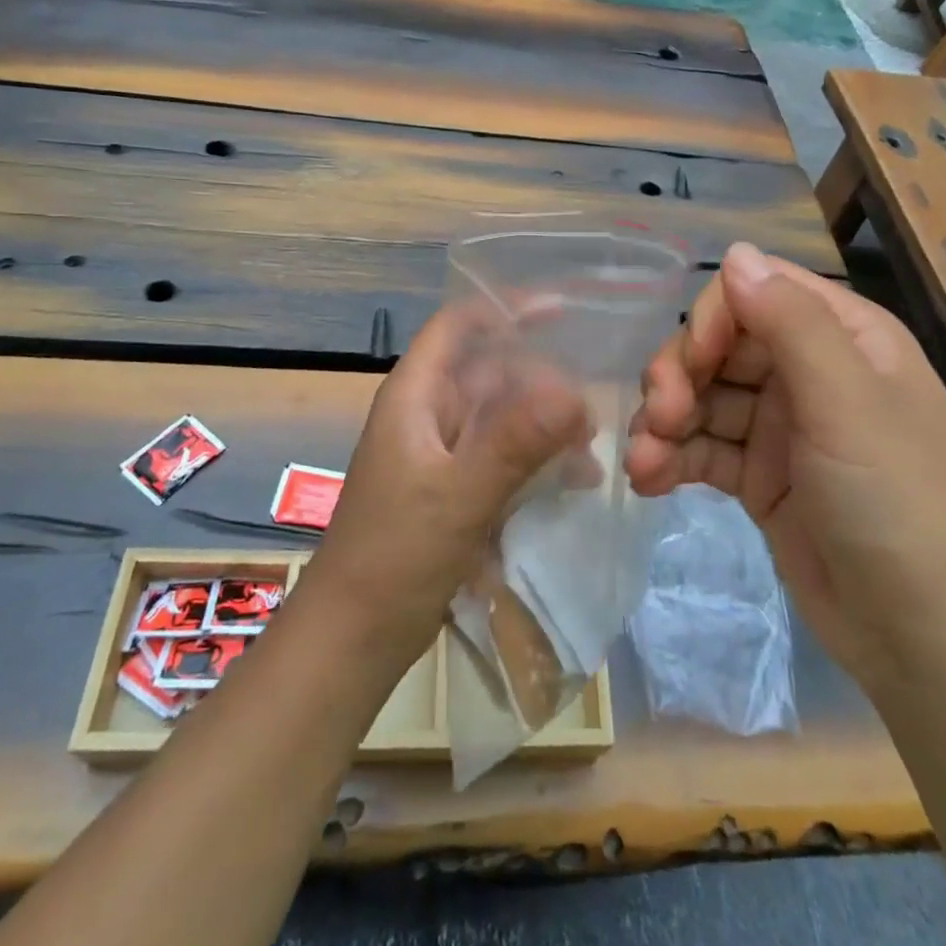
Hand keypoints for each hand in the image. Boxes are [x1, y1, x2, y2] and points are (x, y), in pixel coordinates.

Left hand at [304, 300, 591, 668]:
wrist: (354, 637)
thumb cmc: (395, 556)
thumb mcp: (458, 496)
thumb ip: (514, 443)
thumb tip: (574, 392)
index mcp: (416, 395)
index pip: (459, 324)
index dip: (506, 308)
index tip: (564, 312)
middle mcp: (428, 413)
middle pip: (490, 371)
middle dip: (541, 381)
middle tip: (592, 409)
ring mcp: (440, 453)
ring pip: (501, 416)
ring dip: (544, 425)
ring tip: (589, 449)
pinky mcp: (452, 488)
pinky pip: (501, 456)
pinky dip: (535, 460)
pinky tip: (572, 482)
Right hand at [626, 242, 945, 686]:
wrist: (931, 644)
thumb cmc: (901, 505)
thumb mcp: (848, 403)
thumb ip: (789, 322)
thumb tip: (736, 251)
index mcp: (844, 337)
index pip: (757, 292)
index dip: (713, 319)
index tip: (693, 366)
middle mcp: (810, 371)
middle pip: (720, 344)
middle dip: (680, 376)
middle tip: (662, 420)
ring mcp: (783, 426)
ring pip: (703, 398)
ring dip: (665, 423)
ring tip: (644, 464)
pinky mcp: (761, 477)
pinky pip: (703, 449)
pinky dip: (672, 458)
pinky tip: (649, 481)